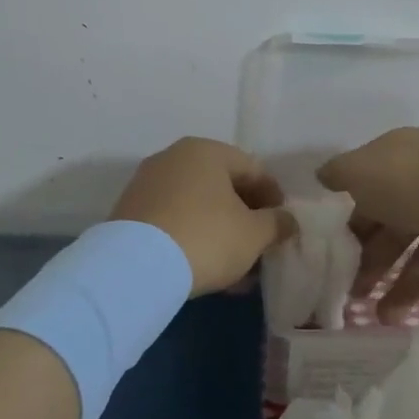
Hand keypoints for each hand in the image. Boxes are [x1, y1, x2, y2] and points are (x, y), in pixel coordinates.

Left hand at [110, 138, 292, 295]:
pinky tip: (206, 268)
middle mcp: (173, 158)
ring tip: (236, 267)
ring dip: (220, 232)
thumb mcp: (253, 234)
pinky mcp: (130, 213)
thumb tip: (288, 220)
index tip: (283, 225)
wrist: (135, 267)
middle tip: (260, 246)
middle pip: (222, 186)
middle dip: (245, 217)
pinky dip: (194, 238)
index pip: (252, 169)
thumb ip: (276, 223)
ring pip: (197, 206)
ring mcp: (147, 184)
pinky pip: (173, 221)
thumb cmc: (206, 237)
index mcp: (205, 151)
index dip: (273, 197)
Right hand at [318, 128, 418, 322]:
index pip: (372, 193)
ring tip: (388, 318)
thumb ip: (338, 174)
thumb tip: (324, 175)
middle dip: (376, 265)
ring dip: (406, 286)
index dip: (354, 226)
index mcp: (402, 157)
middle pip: (399, 227)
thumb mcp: (359, 171)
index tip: (340, 258)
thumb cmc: (410, 183)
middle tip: (359, 298)